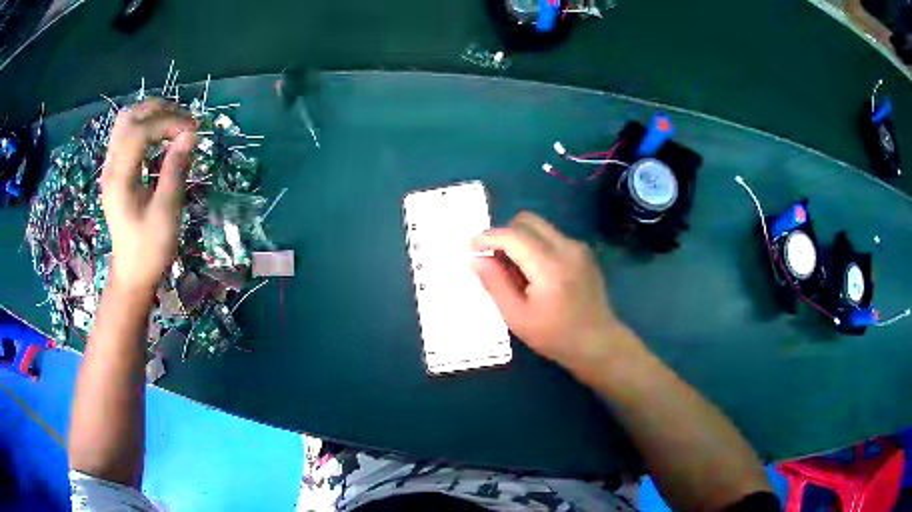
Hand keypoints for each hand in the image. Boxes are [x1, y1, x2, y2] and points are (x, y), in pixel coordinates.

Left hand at [101, 99, 196, 292]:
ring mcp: (111, 168)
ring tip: (175, 124)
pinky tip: (161, 137)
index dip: (168, 122)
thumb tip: (190, 134)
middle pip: (130, 117)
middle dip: (159, 111)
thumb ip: (175, 169)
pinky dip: (146, 126)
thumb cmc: (149, 249)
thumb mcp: (166, 212)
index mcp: (119, 178)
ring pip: (127, 122)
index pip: (139, 131)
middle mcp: (111, 167)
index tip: (192, 130)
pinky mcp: (116, 171)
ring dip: (152, 115)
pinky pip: (127, 135)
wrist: (132, 274)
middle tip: (185, 122)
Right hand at [471, 212, 640, 375]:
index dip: (487, 237)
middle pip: (527, 220)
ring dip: (520, 239)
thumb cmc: (555, 336)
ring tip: (515, 270)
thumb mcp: (517, 316)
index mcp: (549, 266)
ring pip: (540, 226)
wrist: (598, 342)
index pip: (512, 235)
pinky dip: (536, 245)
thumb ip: (495, 284)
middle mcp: (567, 247)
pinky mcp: (583, 252)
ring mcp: (578, 248)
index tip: (471, 248)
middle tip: (494, 259)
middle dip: (504, 234)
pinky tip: (535, 273)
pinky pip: (552, 236)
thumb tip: (475, 258)